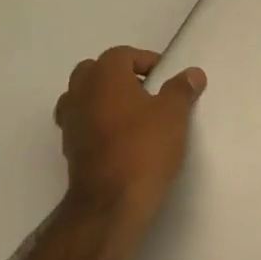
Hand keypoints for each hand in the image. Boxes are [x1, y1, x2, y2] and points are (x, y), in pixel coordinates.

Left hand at [54, 47, 206, 251]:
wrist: (109, 205)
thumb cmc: (143, 149)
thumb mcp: (174, 115)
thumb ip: (182, 89)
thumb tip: (192, 73)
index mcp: (104, 75)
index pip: (123, 54)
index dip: (146, 62)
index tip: (166, 80)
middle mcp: (80, 91)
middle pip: (96, 71)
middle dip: (120, 77)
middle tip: (147, 94)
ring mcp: (69, 121)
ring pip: (85, 97)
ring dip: (105, 100)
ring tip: (133, 117)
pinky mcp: (68, 149)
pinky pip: (83, 123)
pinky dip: (98, 125)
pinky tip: (121, 141)